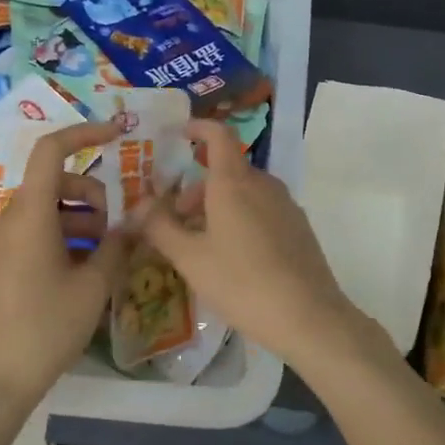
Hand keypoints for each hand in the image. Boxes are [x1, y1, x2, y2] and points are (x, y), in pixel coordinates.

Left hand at [0, 122, 129, 409]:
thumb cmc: (47, 329)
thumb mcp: (93, 288)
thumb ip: (118, 246)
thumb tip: (138, 220)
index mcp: (31, 216)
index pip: (52, 151)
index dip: (84, 133)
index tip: (117, 135)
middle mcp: (7, 221)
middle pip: (54, 183)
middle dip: (90, 196)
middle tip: (112, 233)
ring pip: (43, 211)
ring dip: (76, 221)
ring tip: (98, 258)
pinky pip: (28, 234)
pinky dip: (57, 238)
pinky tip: (74, 274)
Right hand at [139, 120, 380, 372]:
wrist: (307, 316)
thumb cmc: (241, 283)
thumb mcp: (190, 259)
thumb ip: (160, 227)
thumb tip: (137, 206)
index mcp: (234, 183)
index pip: (218, 136)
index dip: (198, 128)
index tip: (179, 134)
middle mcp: (263, 184)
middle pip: (227, 170)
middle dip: (197, 187)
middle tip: (175, 219)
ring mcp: (286, 205)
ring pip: (245, 192)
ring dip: (218, 205)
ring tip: (201, 243)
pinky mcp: (299, 227)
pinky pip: (263, 209)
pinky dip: (241, 217)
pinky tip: (234, 257)